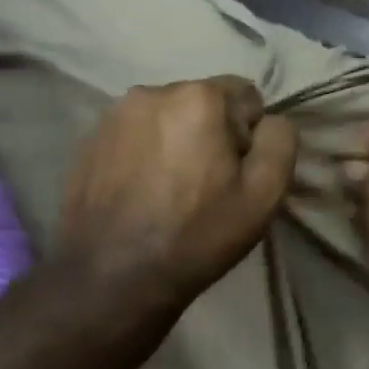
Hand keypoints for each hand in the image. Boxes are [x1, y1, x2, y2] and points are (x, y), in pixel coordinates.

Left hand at [59, 76, 297, 308]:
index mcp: (199, 98)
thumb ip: (280, 142)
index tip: (235, 175)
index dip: (250, 137)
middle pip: (204, 103)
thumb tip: (270, 121)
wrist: (110, 277)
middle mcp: (153, 91)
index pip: (247, 96)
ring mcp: (113, 114)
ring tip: (170, 191)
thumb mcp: (264, 195)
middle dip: (212, 134)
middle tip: (205, 186)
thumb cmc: (196, 235)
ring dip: (177, 142)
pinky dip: (145, 154)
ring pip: (168, 118)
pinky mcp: (89, 139)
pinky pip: (136, 135)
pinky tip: (141, 193)